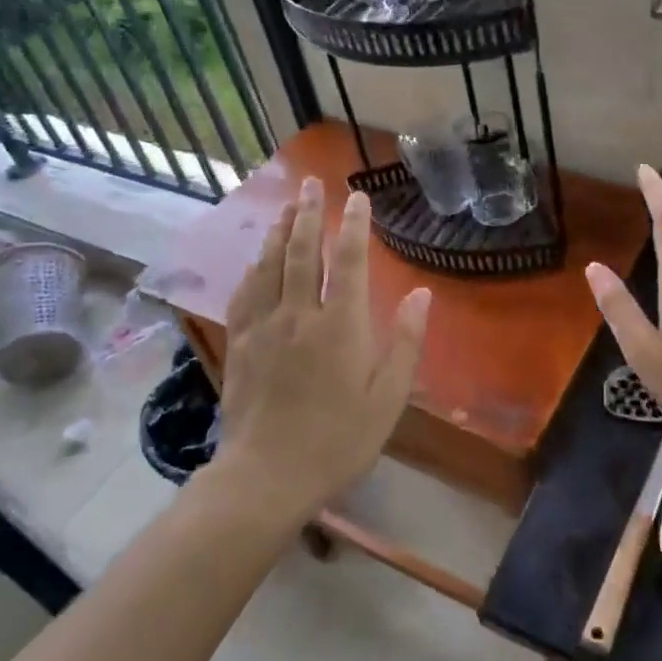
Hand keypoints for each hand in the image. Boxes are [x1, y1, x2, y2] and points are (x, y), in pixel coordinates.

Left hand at [211, 178, 431, 520]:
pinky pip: (246, 292)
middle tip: (312, 183)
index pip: (347, 262)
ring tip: (287, 205)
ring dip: (279, 230)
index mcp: (339, 326)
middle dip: (308, 213)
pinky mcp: (240, 343)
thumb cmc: (337, 440)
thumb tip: (421, 294)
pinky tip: (258, 257)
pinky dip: (255, 266)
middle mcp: (298, 315)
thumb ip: (404, 343)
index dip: (353, 226)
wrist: (265, 477)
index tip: (357, 198)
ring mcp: (263, 327)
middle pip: (302, 252)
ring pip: (270, 265)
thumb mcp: (387, 399)